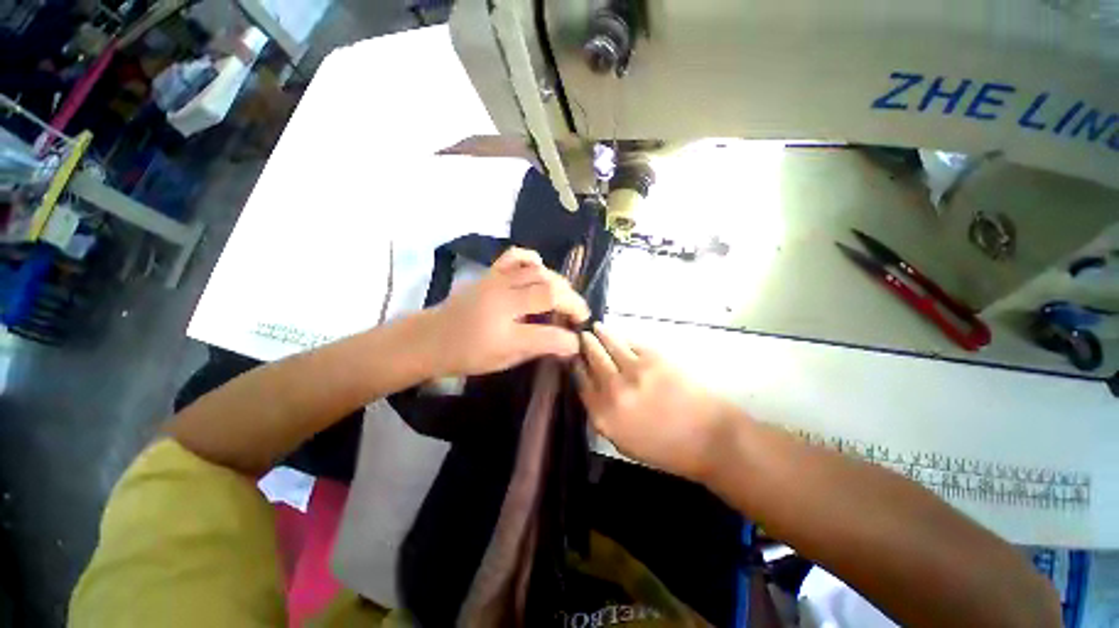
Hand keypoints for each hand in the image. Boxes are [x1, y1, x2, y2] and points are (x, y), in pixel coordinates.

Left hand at [428, 247, 589, 376]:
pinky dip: (533, 260)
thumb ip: (537, 349)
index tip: (577, 342)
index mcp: (503, 334)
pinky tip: (541, 270)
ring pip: (539, 273)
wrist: (430, 337)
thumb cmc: (466, 355)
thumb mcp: (503, 362)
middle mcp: (502, 302)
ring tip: (567, 297)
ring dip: (560, 284)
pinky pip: (516, 256)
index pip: (547, 334)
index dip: (568, 339)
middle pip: (549, 292)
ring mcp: (496, 282)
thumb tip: (566, 344)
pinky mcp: (490, 273)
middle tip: (580, 315)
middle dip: (573, 303)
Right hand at [574, 323, 733, 482]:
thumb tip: (593, 392)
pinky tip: (620, 336)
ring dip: (600, 334)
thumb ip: (604, 417)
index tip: (575, 357)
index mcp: (603, 416)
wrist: (710, 439)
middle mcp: (613, 391)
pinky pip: (630, 342)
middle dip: (585, 345)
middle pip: (591, 359)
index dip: (576, 366)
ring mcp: (633, 371)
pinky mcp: (653, 358)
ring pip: (608, 344)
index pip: (580, 382)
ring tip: (595, 328)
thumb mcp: (625, 443)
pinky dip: (622, 337)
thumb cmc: (668, 448)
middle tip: (582, 336)